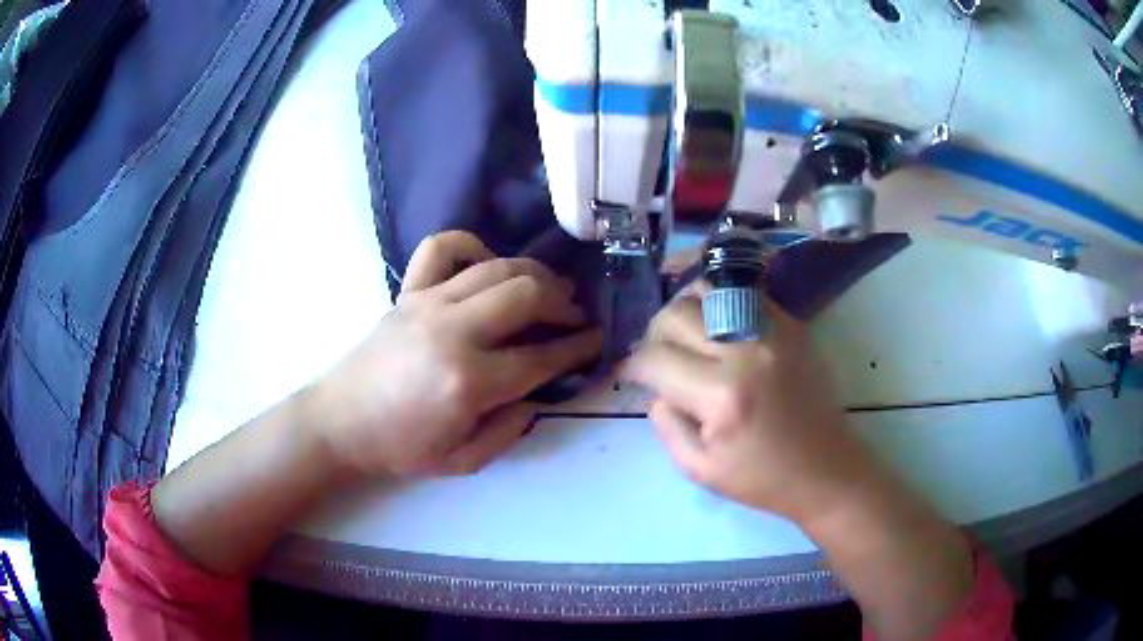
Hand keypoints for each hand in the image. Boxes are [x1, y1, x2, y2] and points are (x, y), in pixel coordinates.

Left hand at [311, 231, 601, 477]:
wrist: (340, 422)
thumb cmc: (401, 447)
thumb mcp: (463, 461)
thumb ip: (510, 430)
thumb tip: (537, 393)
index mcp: (469, 382)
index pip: (540, 357)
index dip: (576, 348)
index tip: (596, 340)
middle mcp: (452, 331)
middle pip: (526, 296)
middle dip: (562, 302)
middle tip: (575, 315)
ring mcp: (428, 303)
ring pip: (496, 268)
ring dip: (534, 273)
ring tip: (550, 287)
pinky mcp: (407, 291)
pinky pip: (442, 248)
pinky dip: (471, 244)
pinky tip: (486, 261)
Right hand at [622, 284, 977, 639]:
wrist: (827, 470)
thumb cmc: (763, 479)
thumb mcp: (699, 469)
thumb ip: (665, 424)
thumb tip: (655, 387)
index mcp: (721, 396)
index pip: (656, 358)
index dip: (634, 366)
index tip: (632, 375)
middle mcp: (746, 351)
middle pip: (677, 314)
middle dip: (655, 334)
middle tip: (658, 357)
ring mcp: (774, 331)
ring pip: (708, 290)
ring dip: (685, 309)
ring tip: (684, 335)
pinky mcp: (792, 325)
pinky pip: (743, 295)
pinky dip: (719, 303)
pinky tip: (716, 326)